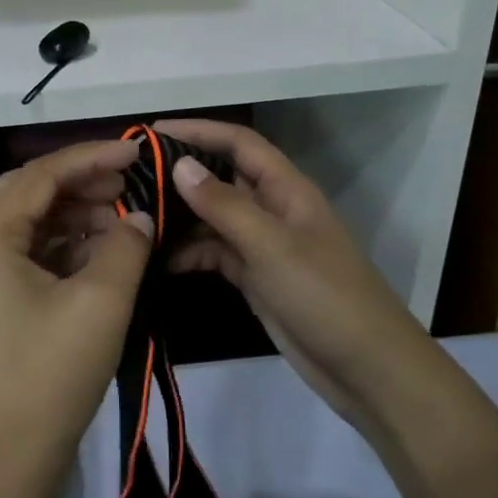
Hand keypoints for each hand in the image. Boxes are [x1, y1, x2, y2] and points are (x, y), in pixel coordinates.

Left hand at [0, 139, 154, 497]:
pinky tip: (97, 252)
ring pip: (25, 225)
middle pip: (26, 194)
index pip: (40, 176)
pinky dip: (60, 247)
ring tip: (120, 218)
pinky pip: (23, 256)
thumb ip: (126, 244)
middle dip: (78, 183)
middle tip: (127, 185)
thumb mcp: (102, 301)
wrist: (7, 463)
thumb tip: (138, 218)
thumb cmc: (51, 375)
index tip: (134, 152)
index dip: (90, 157)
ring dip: (71, 215)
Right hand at [154, 119, 438, 435]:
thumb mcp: (271, 245)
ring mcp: (264, 245)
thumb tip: (179, 164)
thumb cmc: (323, 295)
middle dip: (181, 174)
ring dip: (181, 217)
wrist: (366, 368)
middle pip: (222, 178)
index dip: (199, 130)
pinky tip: (160, 262)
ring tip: (135, 221)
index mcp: (285, 189)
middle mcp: (272, 209)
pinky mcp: (256, 277)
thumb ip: (224, 205)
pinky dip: (190, 253)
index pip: (238, 143)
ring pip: (214, 218)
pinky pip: (216, 253)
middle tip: (131, 179)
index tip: (152, 132)